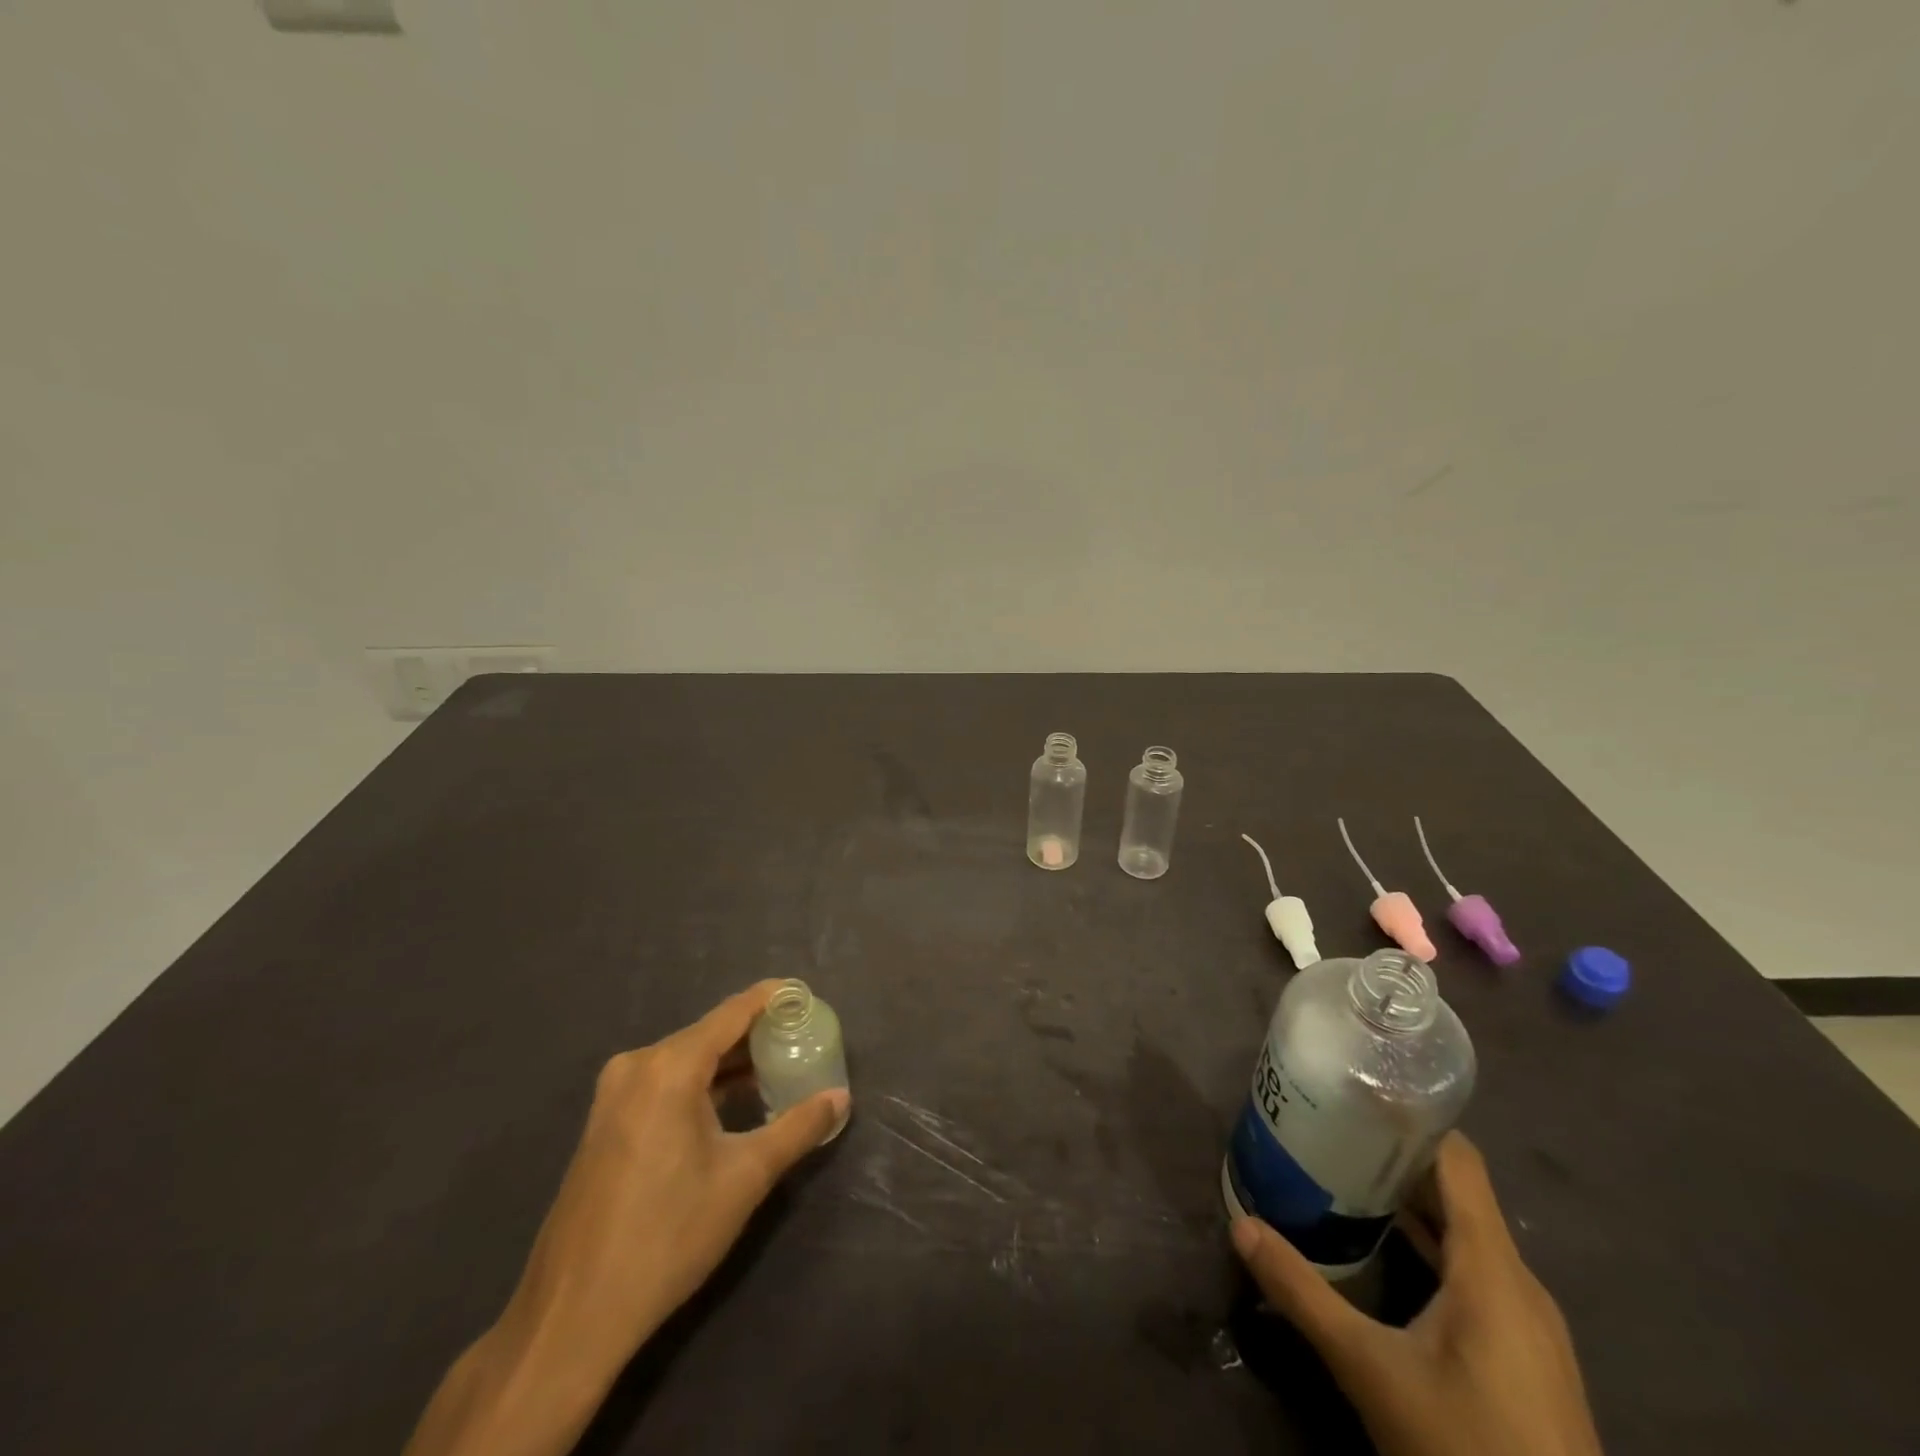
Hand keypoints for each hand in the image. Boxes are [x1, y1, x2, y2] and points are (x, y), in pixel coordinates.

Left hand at [406, 982, 848, 1455]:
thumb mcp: (745, 1178)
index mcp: (669, 1067)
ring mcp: (614, 1095)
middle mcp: (637, 1066)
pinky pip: (664, 1083)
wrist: (572, 1316)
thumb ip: (798, 1128)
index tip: (806, 994)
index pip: (733, 1012)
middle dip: (757, 1035)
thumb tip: (841, 1097)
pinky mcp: (605, 1123)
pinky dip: (702, 1085)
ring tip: (777, 1070)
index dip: (772, 998)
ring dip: (730, 1064)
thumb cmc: (668, 1235)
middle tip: (802, 1040)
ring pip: (687, 1060)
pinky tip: (731, 1104)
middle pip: (709, 1034)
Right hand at [1231, 1133, 1602, 1455]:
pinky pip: (1474, 1272)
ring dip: (1410, 1203)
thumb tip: (1241, 1225)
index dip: (1411, 1120)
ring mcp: (1528, 1323)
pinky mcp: (1525, 1356)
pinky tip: (1386, 1252)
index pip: (1458, 1160)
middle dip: (1394, 1159)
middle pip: (1457, 1192)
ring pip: (1466, 1234)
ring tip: (1345, 1179)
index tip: (1355, 1096)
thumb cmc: (1469, 1447)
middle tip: (1331, 1132)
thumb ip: (1303, 1294)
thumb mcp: (1372, 1370)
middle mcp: (1517, 1282)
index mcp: (1492, 1267)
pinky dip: (1430, 1245)